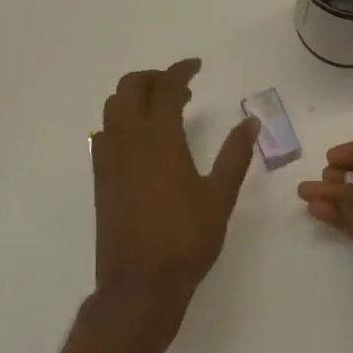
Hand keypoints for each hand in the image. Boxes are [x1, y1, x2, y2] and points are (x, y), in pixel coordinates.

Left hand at [90, 59, 257, 339]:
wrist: (138, 286)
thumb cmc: (185, 240)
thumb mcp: (220, 197)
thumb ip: (235, 155)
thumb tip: (251, 121)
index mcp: (159, 139)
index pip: (166, 88)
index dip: (181, 70)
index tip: (197, 66)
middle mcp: (128, 140)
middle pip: (130, 87)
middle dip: (153, 78)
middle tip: (180, 88)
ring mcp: (109, 158)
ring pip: (113, 107)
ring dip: (135, 97)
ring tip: (163, 111)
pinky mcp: (100, 178)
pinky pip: (105, 132)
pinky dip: (122, 120)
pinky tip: (142, 142)